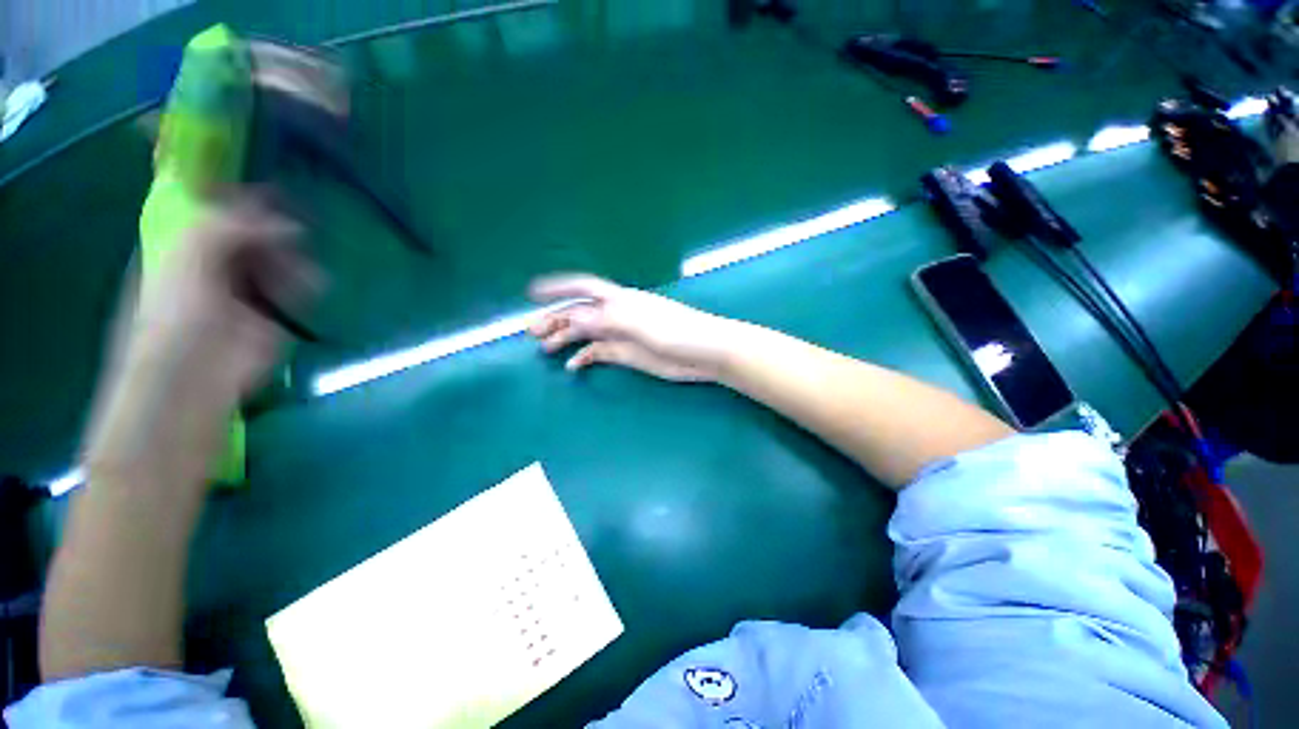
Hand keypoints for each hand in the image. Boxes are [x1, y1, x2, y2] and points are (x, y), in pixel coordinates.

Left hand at [131, 191, 319, 403]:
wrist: (195, 373)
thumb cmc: (178, 312)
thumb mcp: (191, 254)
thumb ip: (231, 227)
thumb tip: (286, 223)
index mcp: (184, 248)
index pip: (215, 215)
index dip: (241, 201)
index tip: (274, 194)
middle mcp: (213, 265)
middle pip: (250, 237)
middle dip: (274, 232)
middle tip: (297, 231)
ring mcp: (243, 292)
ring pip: (277, 263)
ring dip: (294, 259)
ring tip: (304, 268)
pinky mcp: (271, 316)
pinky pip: (293, 291)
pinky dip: (306, 284)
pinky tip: (312, 284)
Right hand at [528, 274, 738, 382]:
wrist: (705, 352)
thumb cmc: (676, 331)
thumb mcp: (638, 324)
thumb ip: (605, 319)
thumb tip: (571, 316)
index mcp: (620, 300)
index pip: (584, 287)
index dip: (558, 287)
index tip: (532, 292)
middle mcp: (617, 314)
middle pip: (580, 313)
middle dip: (555, 318)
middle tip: (530, 331)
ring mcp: (622, 335)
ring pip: (587, 334)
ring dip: (565, 338)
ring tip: (544, 348)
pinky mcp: (628, 353)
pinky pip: (600, 353)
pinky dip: (585, 357)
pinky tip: (573, 366)